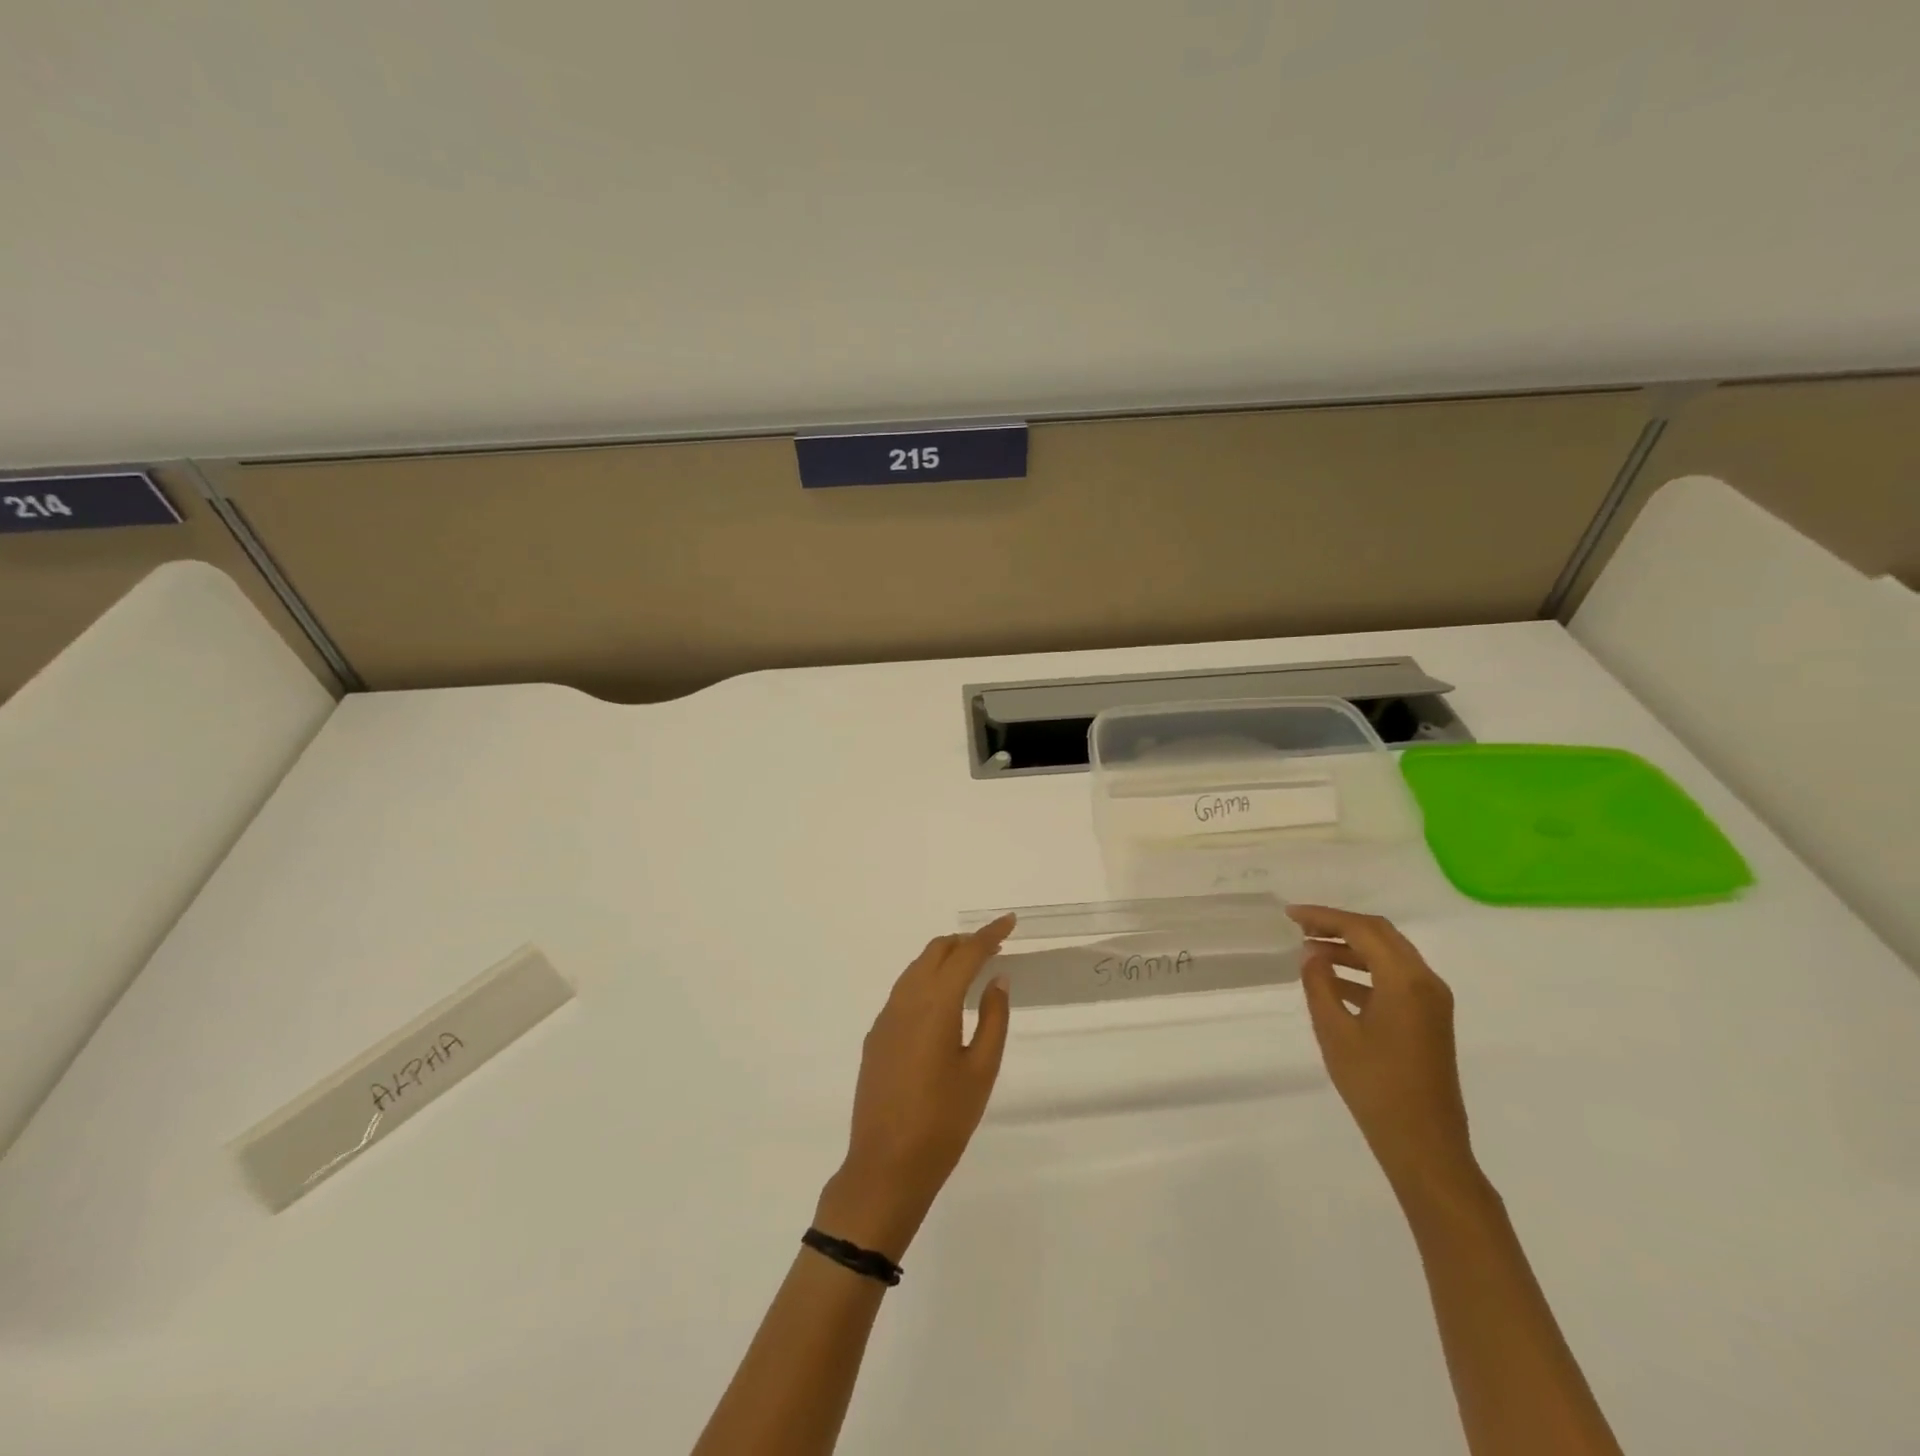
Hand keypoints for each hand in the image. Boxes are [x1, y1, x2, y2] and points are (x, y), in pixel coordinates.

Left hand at [814, 916, 1015, 1260]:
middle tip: (994, 947)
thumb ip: (993, 1019)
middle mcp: (906, 1000)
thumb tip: (997, 979)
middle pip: (935, 952)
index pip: (966, 954)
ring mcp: (886, 1018)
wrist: (885, 1167)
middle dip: (965, 942)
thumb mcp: (981, 1071)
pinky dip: (926, 981)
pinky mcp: (876, 1036)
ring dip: (944, 959)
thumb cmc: (944, 1121)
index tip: (1010, 921)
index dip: (989, 934)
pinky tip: (941, 1003)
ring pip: (916, 969)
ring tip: (971, 969)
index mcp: (935, 1004)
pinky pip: (903, 992)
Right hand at [1290, 904, 1477, 1204]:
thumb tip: (1312, 953)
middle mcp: (1426, 982)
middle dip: (1339, 926)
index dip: (1324, 916)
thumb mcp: (1335, 1032)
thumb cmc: (1375, 1085)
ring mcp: (1432, 1002)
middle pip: (1380, 935)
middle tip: (1300, 927)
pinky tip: (1334, 982)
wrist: (1425, 1144)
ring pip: (1389, 955)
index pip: (1362, 929)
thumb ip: (1320, 984)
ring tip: (1310, 953)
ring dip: (1351, 948)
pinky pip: (1395, 979)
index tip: (1290, 915)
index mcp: (1405, 980)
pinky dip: (1365, 971)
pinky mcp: (1430, 1020)